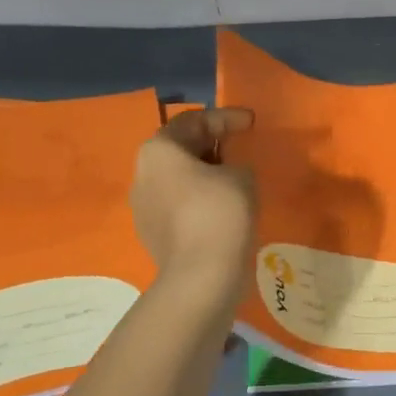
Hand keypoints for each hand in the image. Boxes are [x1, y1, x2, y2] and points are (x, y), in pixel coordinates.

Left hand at [131, 107, 255, 295]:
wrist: (200, 277)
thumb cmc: (219, 213)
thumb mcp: (242, 175)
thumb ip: (236, 163)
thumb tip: (229, 173)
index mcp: (158, 150)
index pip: (194, 120)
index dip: (226, 117)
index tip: (252, 123)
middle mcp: (142, 174)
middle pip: (181, 149)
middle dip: (213, 146)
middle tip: (242, 149)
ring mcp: (143, 207)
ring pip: (179, 180)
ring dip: (206, 176)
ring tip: (236, 180)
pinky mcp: (152, 235)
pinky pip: (180, 207)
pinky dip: (201, 201)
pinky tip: (225, 210)